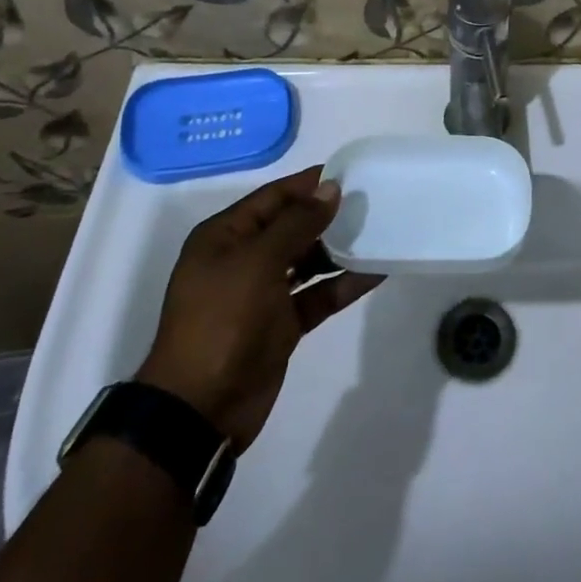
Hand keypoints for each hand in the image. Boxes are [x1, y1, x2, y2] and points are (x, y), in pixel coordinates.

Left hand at [136, 167, 380, 450]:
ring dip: (340, 249)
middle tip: (373, 201)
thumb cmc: (222, 320)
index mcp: (225, 237)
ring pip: (308, 260)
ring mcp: (263, 294)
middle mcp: (243, 259)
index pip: (273, 197)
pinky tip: (377, 271)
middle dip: (329, 215)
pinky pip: (318, 294)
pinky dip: (344, 283)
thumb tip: (330, 189)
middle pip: (292, 226)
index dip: (309, 184)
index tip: (351, 173)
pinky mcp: (282, 324)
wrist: (200, 408)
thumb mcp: (257, 262)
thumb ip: (297, 223)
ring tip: (380, 231)